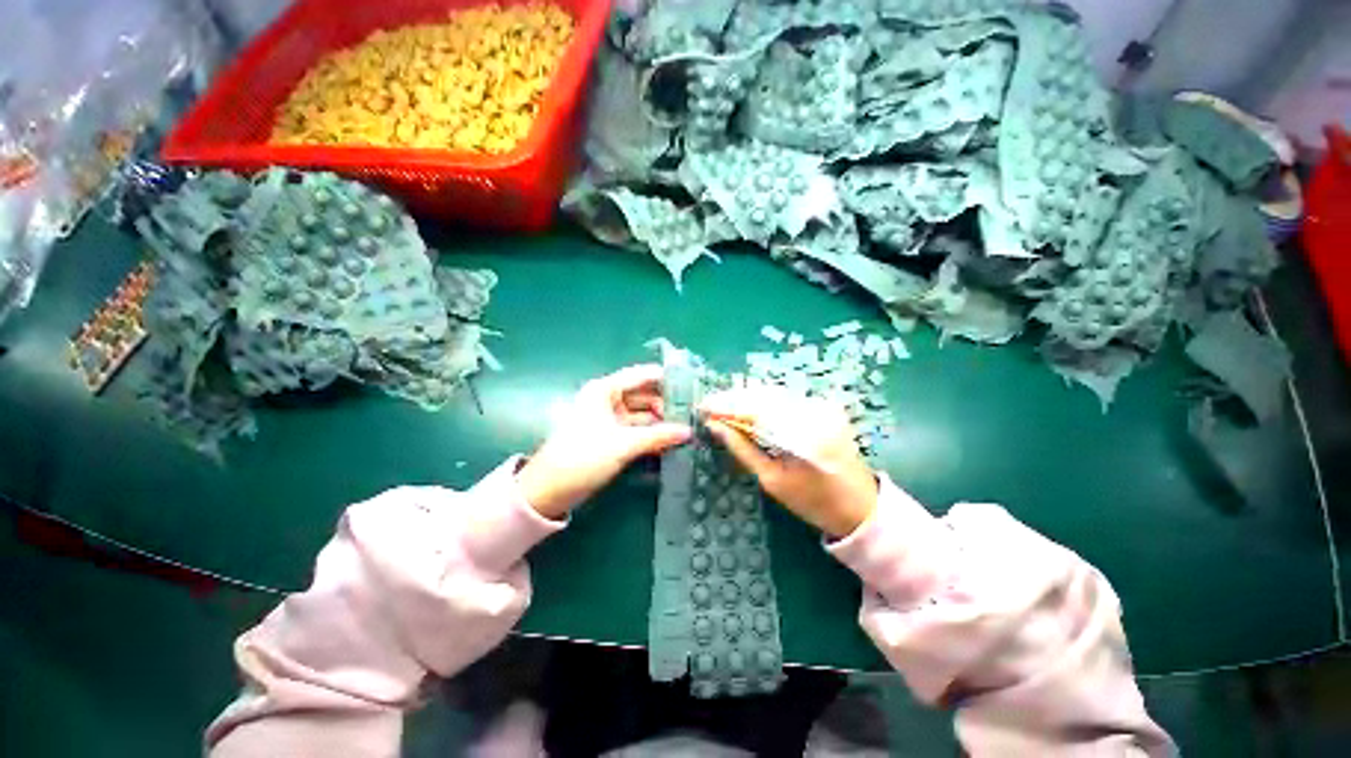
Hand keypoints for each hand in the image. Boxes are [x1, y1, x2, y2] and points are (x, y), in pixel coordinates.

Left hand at [517, 364, 692, 518]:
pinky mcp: (609, 440)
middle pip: (644, 395)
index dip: (667, 379)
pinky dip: (652, 435)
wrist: (552, 487)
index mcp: (604, 390)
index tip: (696, 386)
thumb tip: (689, 431)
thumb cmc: (584, 456)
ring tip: (691, 429)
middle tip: (698, 414)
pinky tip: (673, 442)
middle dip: (668, 403)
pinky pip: (636, 432)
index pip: (642, 375)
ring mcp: (608, 421)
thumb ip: (658, 435)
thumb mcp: (624, 444)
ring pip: (641, 415)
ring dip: (662, 422)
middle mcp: (607, 400)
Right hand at [700, 387, 877, 537]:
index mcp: (801, 432)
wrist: (859, 506)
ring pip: (777, 394)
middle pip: (766, 395)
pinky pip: (789, 400)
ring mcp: (823, 406)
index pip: (756, 408)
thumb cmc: (813, 502)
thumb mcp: (773, 481)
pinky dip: (767, 402)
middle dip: (735, 399)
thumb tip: (715, 426)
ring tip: (724, 408)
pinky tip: (750, 410)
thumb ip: (743, 450)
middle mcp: (814, 411)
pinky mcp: (828, 408)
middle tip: (708, 407)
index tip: (702, 407)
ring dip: (749, 398)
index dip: (726, 406)